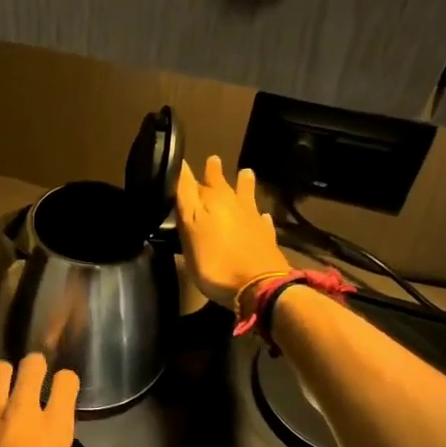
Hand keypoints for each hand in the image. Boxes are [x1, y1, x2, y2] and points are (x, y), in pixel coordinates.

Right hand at [175, 156, 289, 308]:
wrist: (259, 286)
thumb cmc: (215, 262)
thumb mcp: (190, 231)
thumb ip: (186, 200)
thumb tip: (181, 168)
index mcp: (211, 200)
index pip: (192, 180)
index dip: (185, 171)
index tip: (180, 160)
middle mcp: (233, 203)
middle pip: (221, 184)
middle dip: (214, 173)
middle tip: (212, 160)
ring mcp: (252, 219)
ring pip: (246, 195)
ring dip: (243, 185)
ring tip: (245, 172)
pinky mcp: (266, 237)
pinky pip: (262, 220)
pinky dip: (259, 216)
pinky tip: (261, 216)